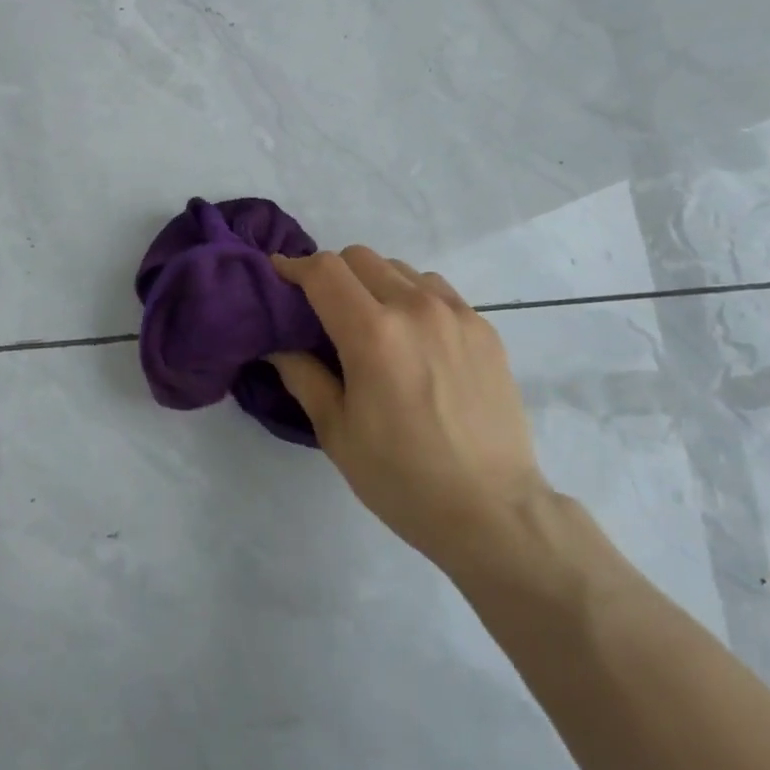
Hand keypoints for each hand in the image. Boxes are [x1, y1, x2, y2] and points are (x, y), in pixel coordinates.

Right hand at [270, 246, 548, 578]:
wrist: (491, 510)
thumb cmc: (401, 478)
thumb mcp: (336, 431)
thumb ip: (302, 375)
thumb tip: (277, 343)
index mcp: (373, 333)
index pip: (324, 271)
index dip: (294, 267)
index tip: (279, 276)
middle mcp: (416, 308)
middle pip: (361, 258)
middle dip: (332, 274)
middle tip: (323, 310)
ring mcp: (457, 314)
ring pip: (401, 270)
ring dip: (375, 284)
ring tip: (372, 324)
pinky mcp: (485, 329)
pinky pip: (438, 291)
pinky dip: (413, 298)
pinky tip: (413, 338)